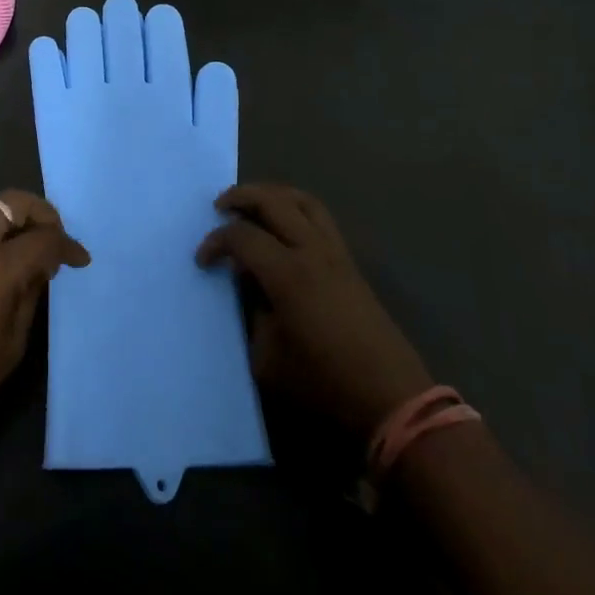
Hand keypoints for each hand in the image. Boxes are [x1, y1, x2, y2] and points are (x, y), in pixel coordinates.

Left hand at [0, 190, 89, 457]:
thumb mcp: (11, 345)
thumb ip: (29, 297)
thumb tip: (39, 269)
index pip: (43, 238)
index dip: (67, 245)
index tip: (80, 259)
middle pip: (10, 203)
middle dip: (38, 213)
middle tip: (51, 239)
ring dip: (10, 218)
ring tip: (24, 248)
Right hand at [197, 184, 432, 434]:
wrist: (391, 399)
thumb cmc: (324, 384)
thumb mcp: (268, 360)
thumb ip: (251, 315)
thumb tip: (248, 287)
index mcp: (288, 274)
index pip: (242, 237)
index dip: (216, 242)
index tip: (203, 261)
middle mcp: (312, 251)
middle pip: (273, 201)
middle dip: (240, 197)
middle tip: (219, 207)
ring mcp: (335, 254)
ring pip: (302, 200)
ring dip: (272, 195)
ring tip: (252, 206)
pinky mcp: (350, 263)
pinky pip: (320, 218)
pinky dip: (295, 209)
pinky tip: (283, 228)